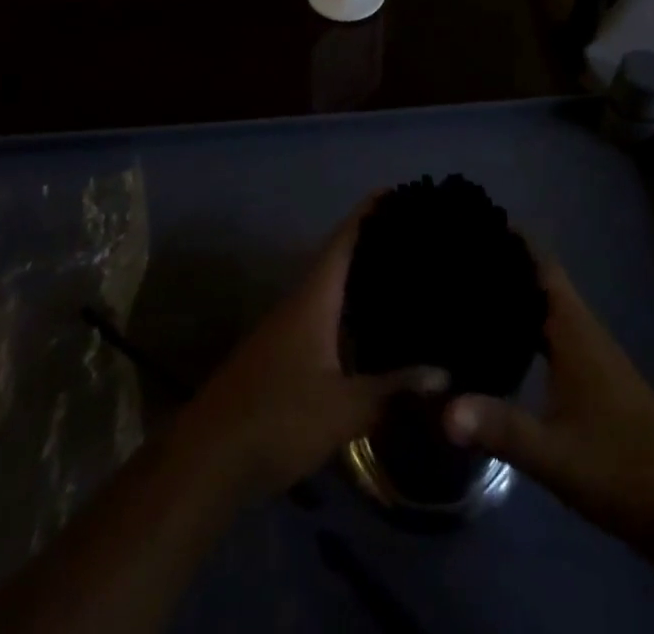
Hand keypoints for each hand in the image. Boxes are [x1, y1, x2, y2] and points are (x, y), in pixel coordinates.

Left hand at [176, 198, 445, 504]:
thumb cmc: (277, 418)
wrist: (207, 461)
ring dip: (367, 281)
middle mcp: (302, 301)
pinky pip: (330, 318)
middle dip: (378, 244)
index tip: (405, 193)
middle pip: (343, 259)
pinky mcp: (287, 357)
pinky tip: (380, 331)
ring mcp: (291, 329)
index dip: (372, 211)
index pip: (346, 238)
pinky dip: (356, 314)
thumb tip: (446, 375)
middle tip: (423, 236)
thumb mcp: (343, 408)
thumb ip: (394, 390)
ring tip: (411, 277)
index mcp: (315, 296)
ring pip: (336, 291)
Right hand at [442, 257, 653, 556]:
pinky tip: (499, 342)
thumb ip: (501, 428)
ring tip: (466, 290)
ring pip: (545, 307)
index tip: (473, 221)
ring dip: (513, 294)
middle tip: (455, 254)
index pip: (540, 263)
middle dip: (503, 263)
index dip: (511, 238)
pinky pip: (550, 334)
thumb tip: (443, 410)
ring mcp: (589, 354)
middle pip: (539, 280)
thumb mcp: (554, 452)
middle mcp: (581, 329)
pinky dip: (524, 326)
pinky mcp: (592, 380)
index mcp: (574, 328)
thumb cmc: (621, 466)